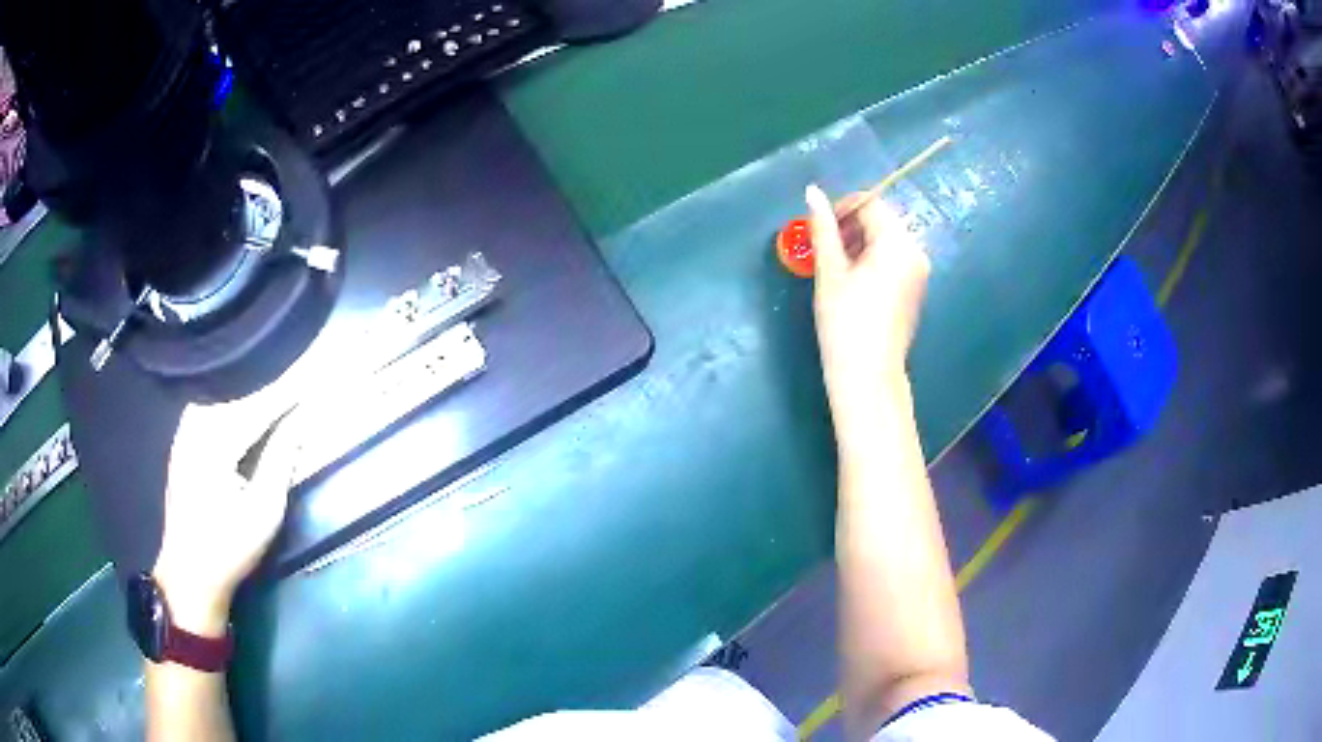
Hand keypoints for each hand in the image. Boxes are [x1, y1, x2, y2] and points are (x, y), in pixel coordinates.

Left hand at [153, 401, 303, 637]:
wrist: (189, 573)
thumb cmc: (230, 547)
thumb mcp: (264, 511)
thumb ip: (280, 461)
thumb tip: (297, 424)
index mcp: (214, 443)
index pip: (256, 408)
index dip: (284, 394)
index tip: (309, 380)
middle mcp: (194, 428)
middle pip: (235, 397)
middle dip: (264, 388)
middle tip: (293, 380)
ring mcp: (184, 434)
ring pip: (219, 400)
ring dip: (245, 394)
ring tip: (271, 389)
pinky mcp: (181, 443)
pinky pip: (207, 410)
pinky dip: (228, 404)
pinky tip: (241, 406)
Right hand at [807, 184, 930, 438]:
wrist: (868, 375)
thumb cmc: (845, 321)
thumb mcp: (830, 271)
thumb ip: (823, 227)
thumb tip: (812, 191)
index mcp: (897, 242)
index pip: (870, 204)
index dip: (842, 209)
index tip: (820, 230)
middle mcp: (916, 251)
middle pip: (882, 221)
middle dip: (851, 228)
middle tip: (825, 252)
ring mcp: (920, 272)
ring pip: (888, 241)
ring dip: (861, 245)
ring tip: (837, 270)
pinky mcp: (917, 289)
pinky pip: (895, 260)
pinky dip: (874, 262)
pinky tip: (855, 285)